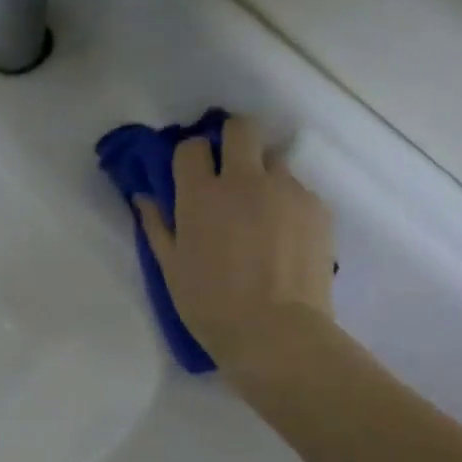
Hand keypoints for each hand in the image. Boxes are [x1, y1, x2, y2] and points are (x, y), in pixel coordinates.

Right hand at [133, 115, 336, 374]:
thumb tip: (144, 197)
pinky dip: (287, 204)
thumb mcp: (171, 269)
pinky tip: (284, 238)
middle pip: (241, 128)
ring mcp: (286, 190)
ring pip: (274, 160)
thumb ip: (157, 226)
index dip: (189, 158)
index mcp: (201, 195)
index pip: (192, 147)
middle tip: (229, 173)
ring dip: (263, 176)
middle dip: (232, 141)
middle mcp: (244, 180)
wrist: (275, 333)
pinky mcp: (317, 206)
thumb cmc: (210, 306)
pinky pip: (298, 190)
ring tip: (261, 214)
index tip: (190, 177)